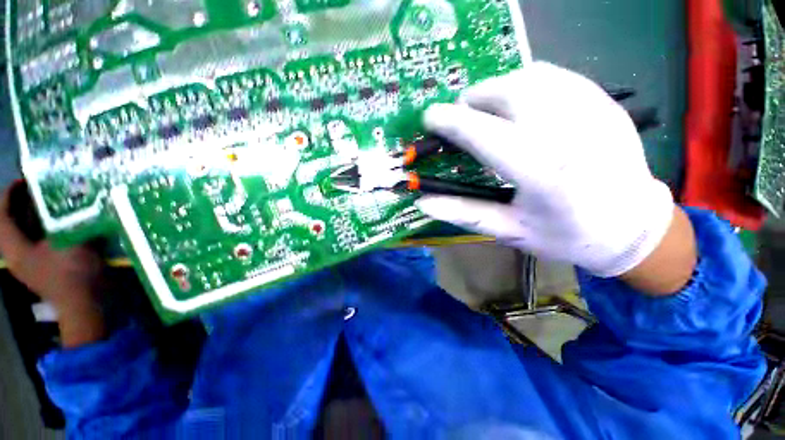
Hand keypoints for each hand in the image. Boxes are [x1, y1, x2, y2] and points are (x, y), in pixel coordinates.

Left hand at [0, 182, 105, 346]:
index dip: (9, 195)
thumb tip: (73, 201)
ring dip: (32, 216)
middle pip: (9, 223)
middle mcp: (16, 253)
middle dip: (19, 203)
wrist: (84, 305)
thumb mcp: (72, 243)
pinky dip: (42, 229)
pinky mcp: (42, 266)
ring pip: (22, 232)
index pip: (1, 216)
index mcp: (15, 249)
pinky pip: (35, 241)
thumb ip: (70, 221)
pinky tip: (57, 223)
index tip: (24, 180)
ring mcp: (29, 262)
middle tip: (37, 188)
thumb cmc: (73, 274)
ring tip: (48, 202)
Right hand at [417, 62, 694, 289]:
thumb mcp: (509, 231)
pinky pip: (554, 75)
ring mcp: (592, 111)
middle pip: (507, 92)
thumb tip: (422, 202)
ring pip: (529, 77)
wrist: (632, 227)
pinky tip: (519, 104)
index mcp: (543, 174)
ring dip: (496, 89)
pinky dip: (524, 82)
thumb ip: (464, 213)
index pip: (484, 134)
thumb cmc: (567, 236)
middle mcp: (569, 133)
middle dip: (473, 101)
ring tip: (486, 111)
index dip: (451, 122)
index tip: (430, 117)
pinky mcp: (603, 102)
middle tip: (461, 119)